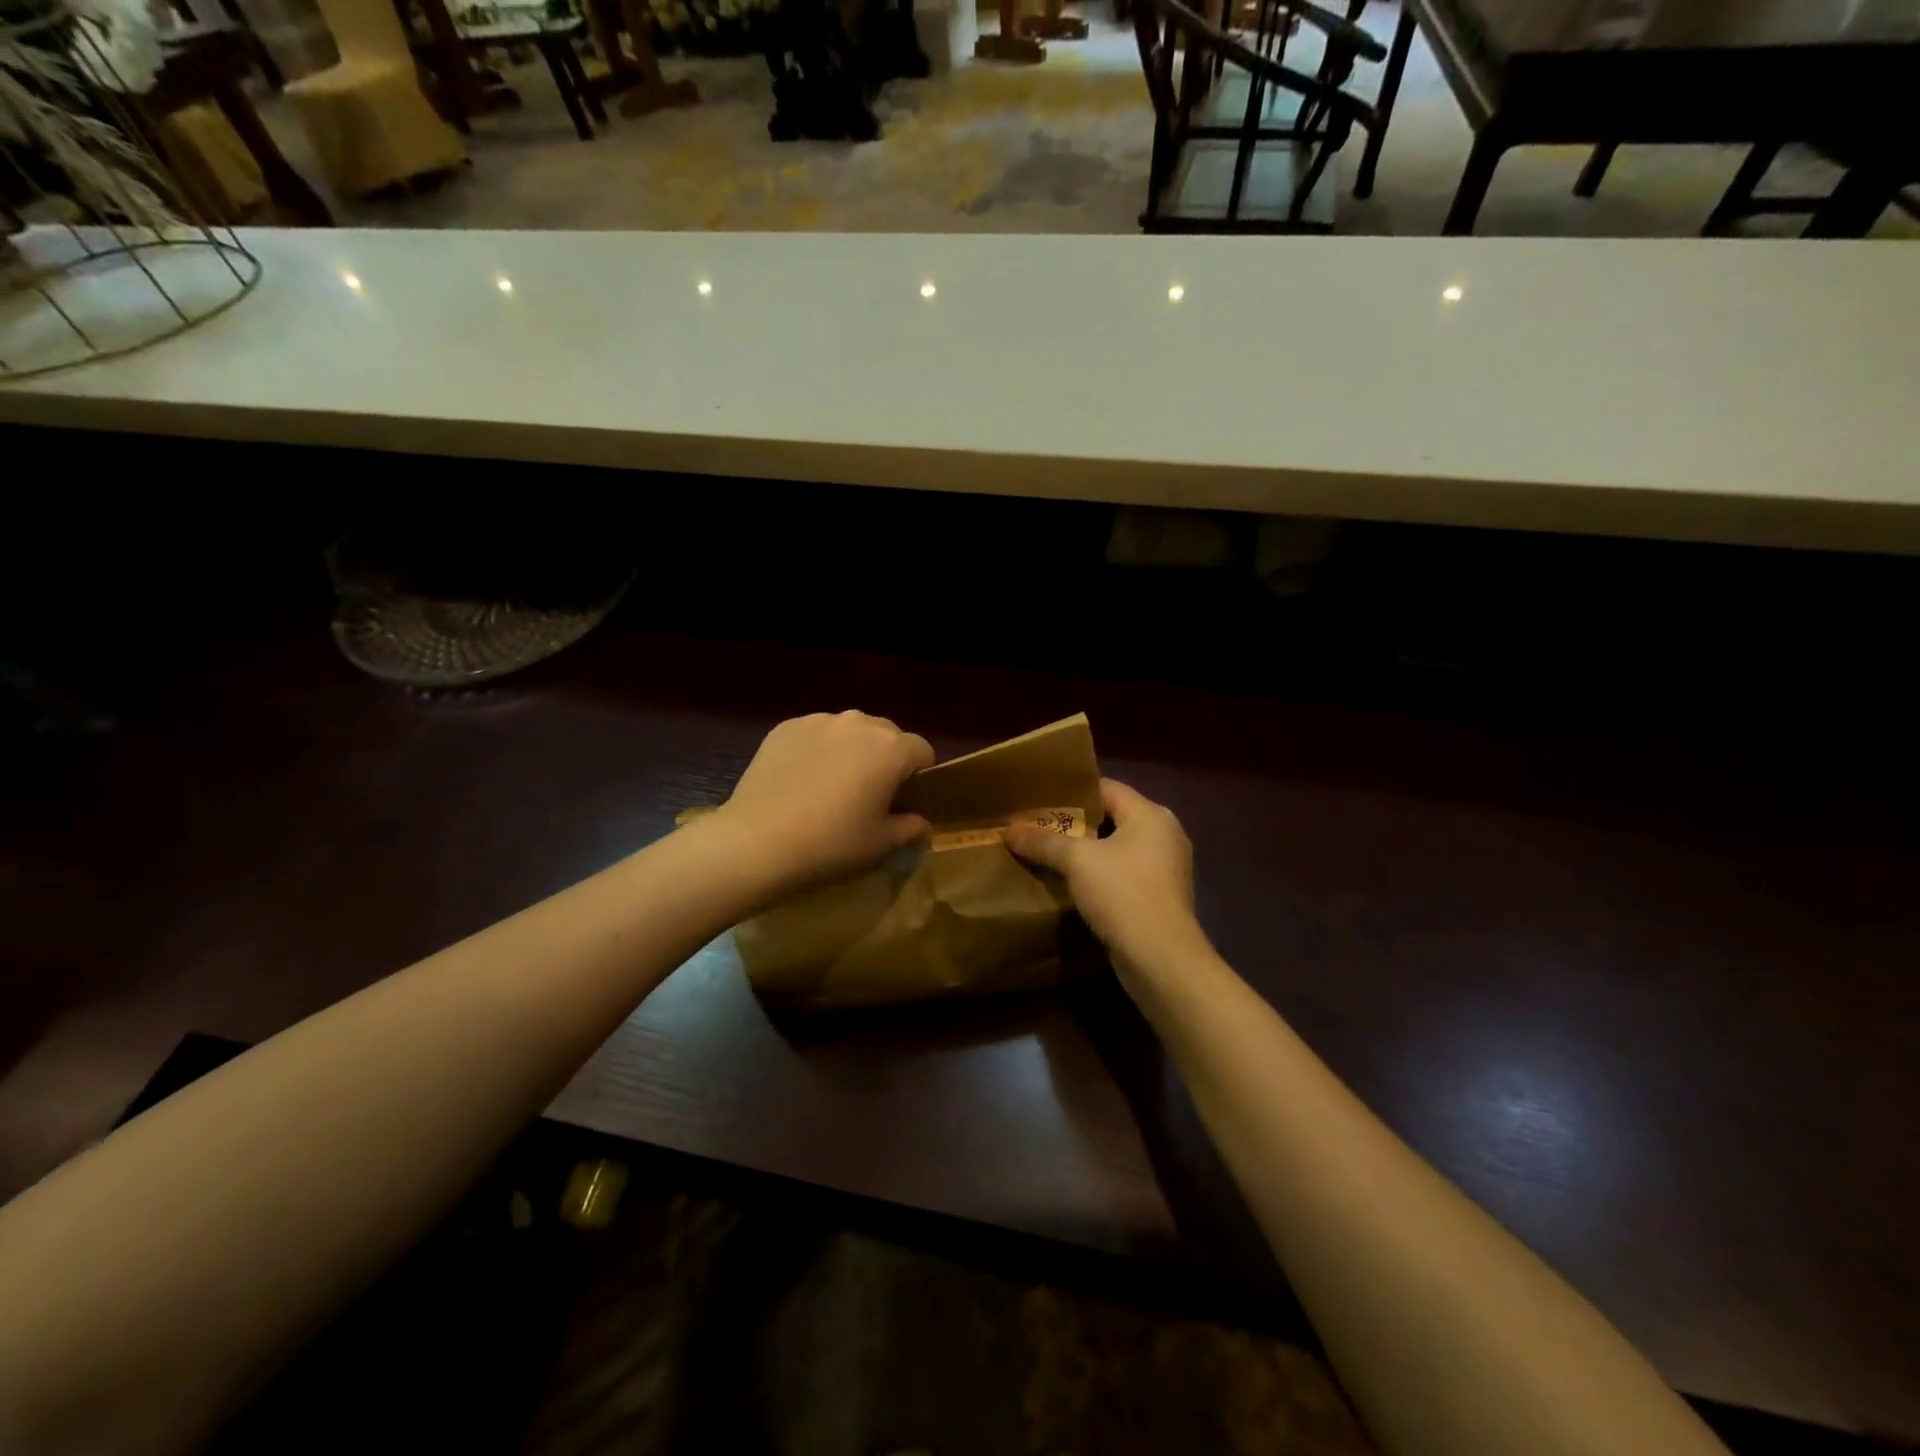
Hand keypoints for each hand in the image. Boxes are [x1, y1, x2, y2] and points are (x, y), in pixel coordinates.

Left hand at [714, 711, 934, 893]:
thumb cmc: (831, 844)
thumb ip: (911, 828)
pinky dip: (819, 750)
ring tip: (833, 786)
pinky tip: (802, 781)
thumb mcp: (881, 844)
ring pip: (850, 731)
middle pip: (887, 735)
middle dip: (886, 759)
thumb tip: (922, 824)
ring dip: (852, 751)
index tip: (905, 801)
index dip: (920, 776)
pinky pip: (816, 734)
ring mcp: (819, 721)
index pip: (922, 751)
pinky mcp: (785, 727)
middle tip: (870, 795)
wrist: (756, 843)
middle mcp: (859, 723)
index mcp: (891, 748)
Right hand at [1004, 779, 1206, 980]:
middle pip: (1110, 817)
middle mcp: (1163, 834)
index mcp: (1151, 814)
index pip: (1105, 788)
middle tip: (1036, 827)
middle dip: (1073, 824)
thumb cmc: (1123, 895)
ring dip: (1084, 852)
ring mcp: (1164, 867)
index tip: (1038, 800)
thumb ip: (1044, 841)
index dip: (1070, 792)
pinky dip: (1098, 875)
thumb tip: (1009, 829)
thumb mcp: (1077, 862)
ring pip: (1115, 848)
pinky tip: (1069, 884)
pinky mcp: (1159, 896)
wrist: (1161, 960)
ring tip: (1046, 854)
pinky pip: (1122, 873)